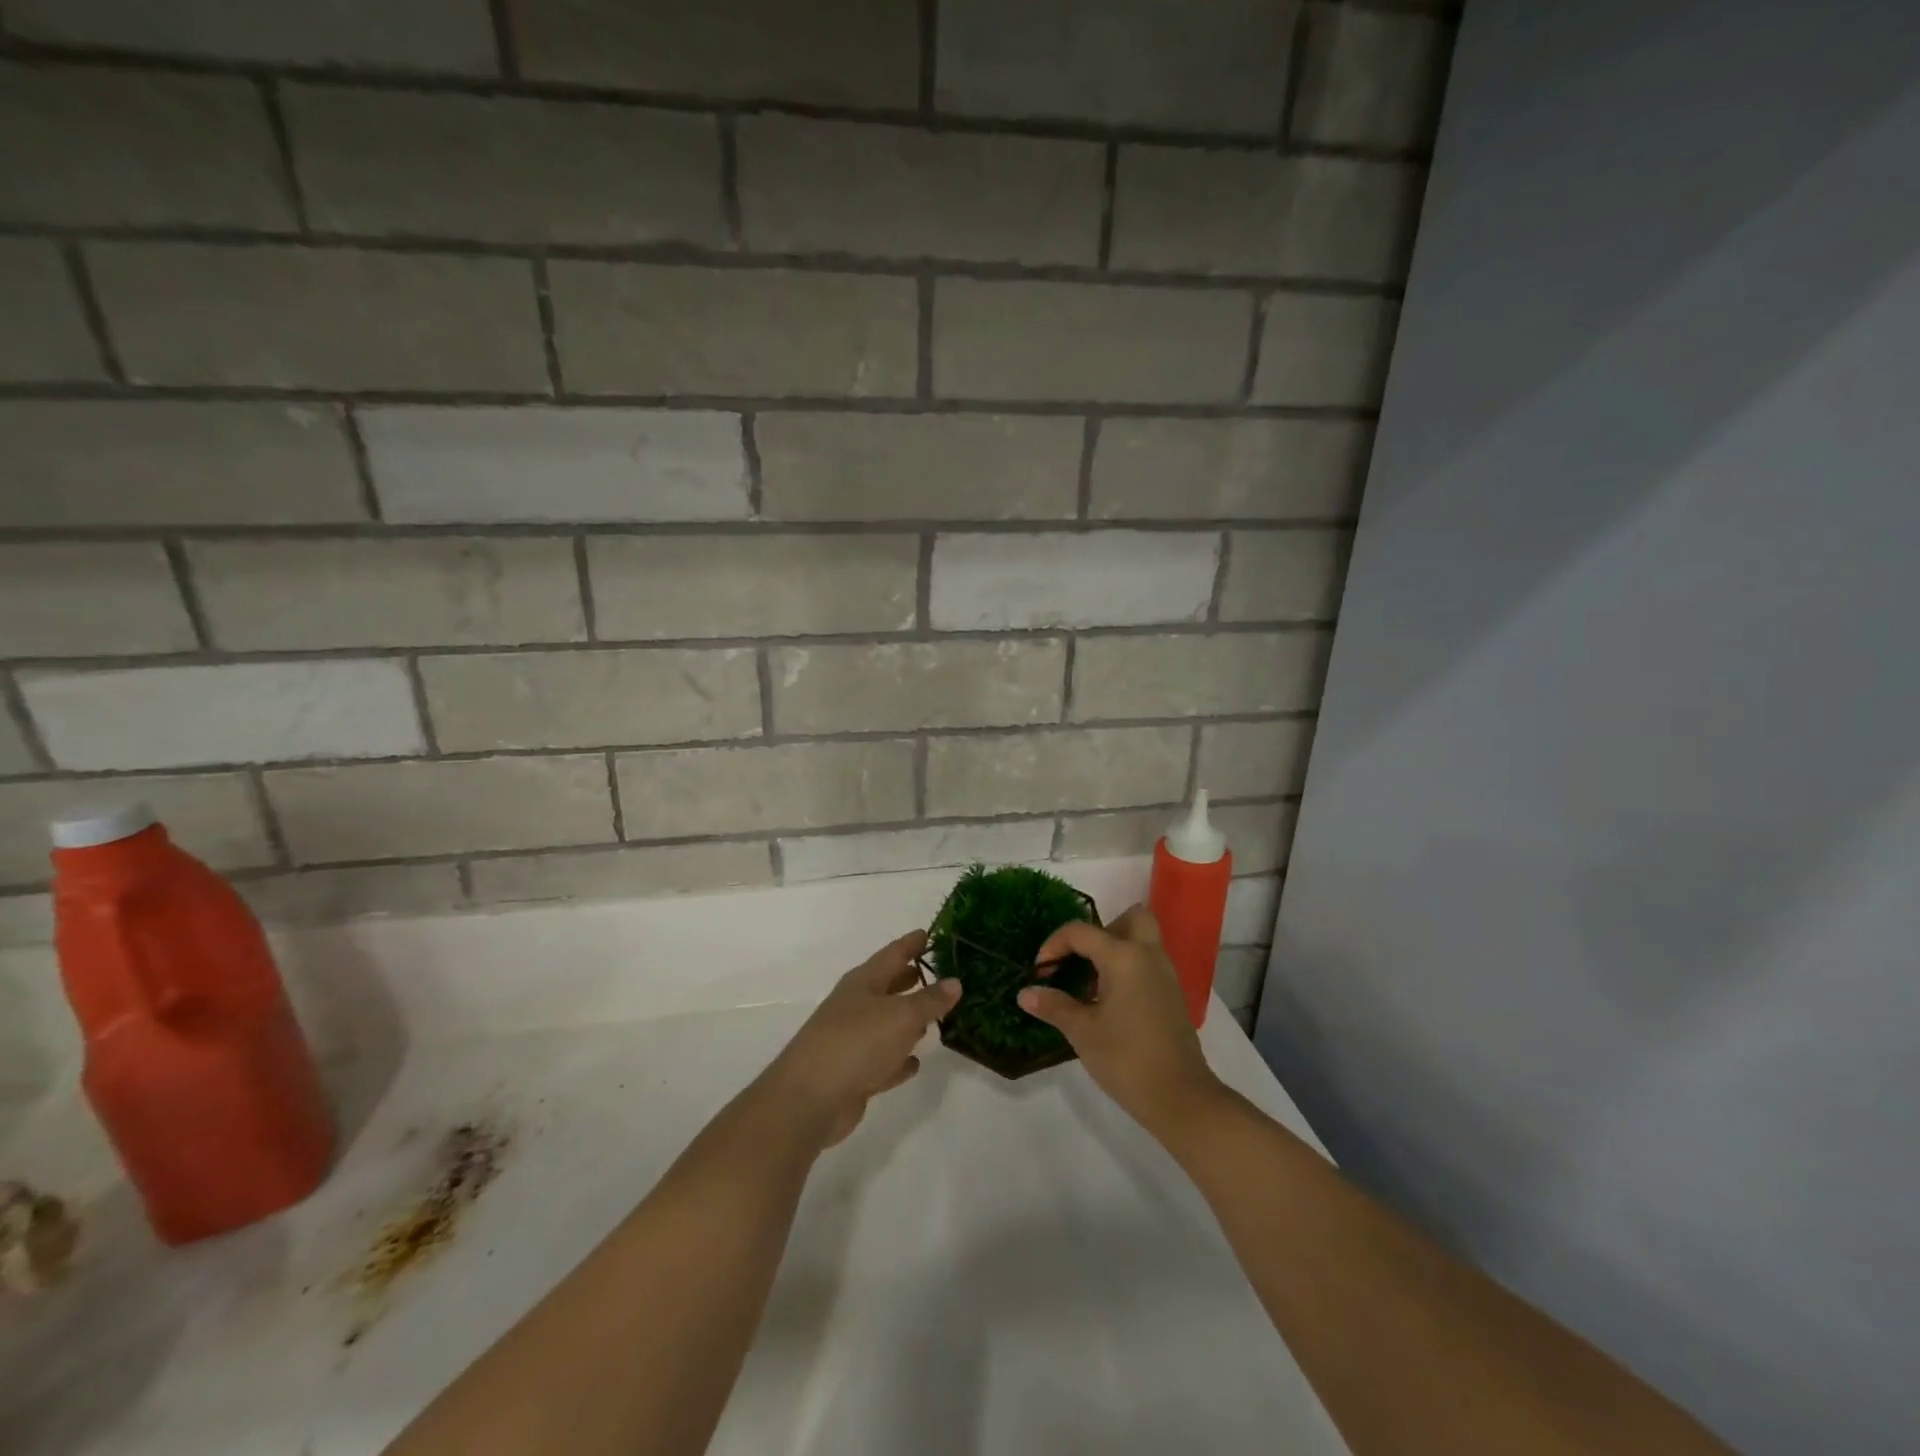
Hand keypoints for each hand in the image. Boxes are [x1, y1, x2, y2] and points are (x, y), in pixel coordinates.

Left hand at [761, 931, 960, 1147]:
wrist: (809, 1099)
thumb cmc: (857, 1042)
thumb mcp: (902, 1016)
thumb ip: (930, 1000)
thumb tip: (955, 981)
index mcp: (864, 982)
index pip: (893, 953)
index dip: (912, 943)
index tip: (931, 933)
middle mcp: (856, 1005)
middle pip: (889, 986)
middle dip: (912, 979)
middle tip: (942, 973)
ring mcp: (852, 1040)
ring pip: (887, 1024)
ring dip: (909, 1021)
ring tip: (936, 1017)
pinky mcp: (853, 1074)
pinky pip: (883, 1061)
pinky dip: (899, 1060)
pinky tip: (915, 1063)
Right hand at [1020, 906, 1222, 1142]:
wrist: (1180, 1098)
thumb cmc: (1126, 1058)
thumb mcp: (1082, 1031)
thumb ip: (1054, 1006)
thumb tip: (1026, 993)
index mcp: (1124, 957)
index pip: (1081, 932)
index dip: (1054, 945)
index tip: (1040, 972)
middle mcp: (1149, 956)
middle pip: (1131, 918)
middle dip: (1102, 930)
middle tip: (1081, 959)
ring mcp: (1166, 975)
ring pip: (1142, 941)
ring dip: (1115, 950)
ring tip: (1091, 984)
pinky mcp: (1172, 996)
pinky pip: (1148, 963)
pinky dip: (1128, 969)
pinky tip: (1110, 1002)